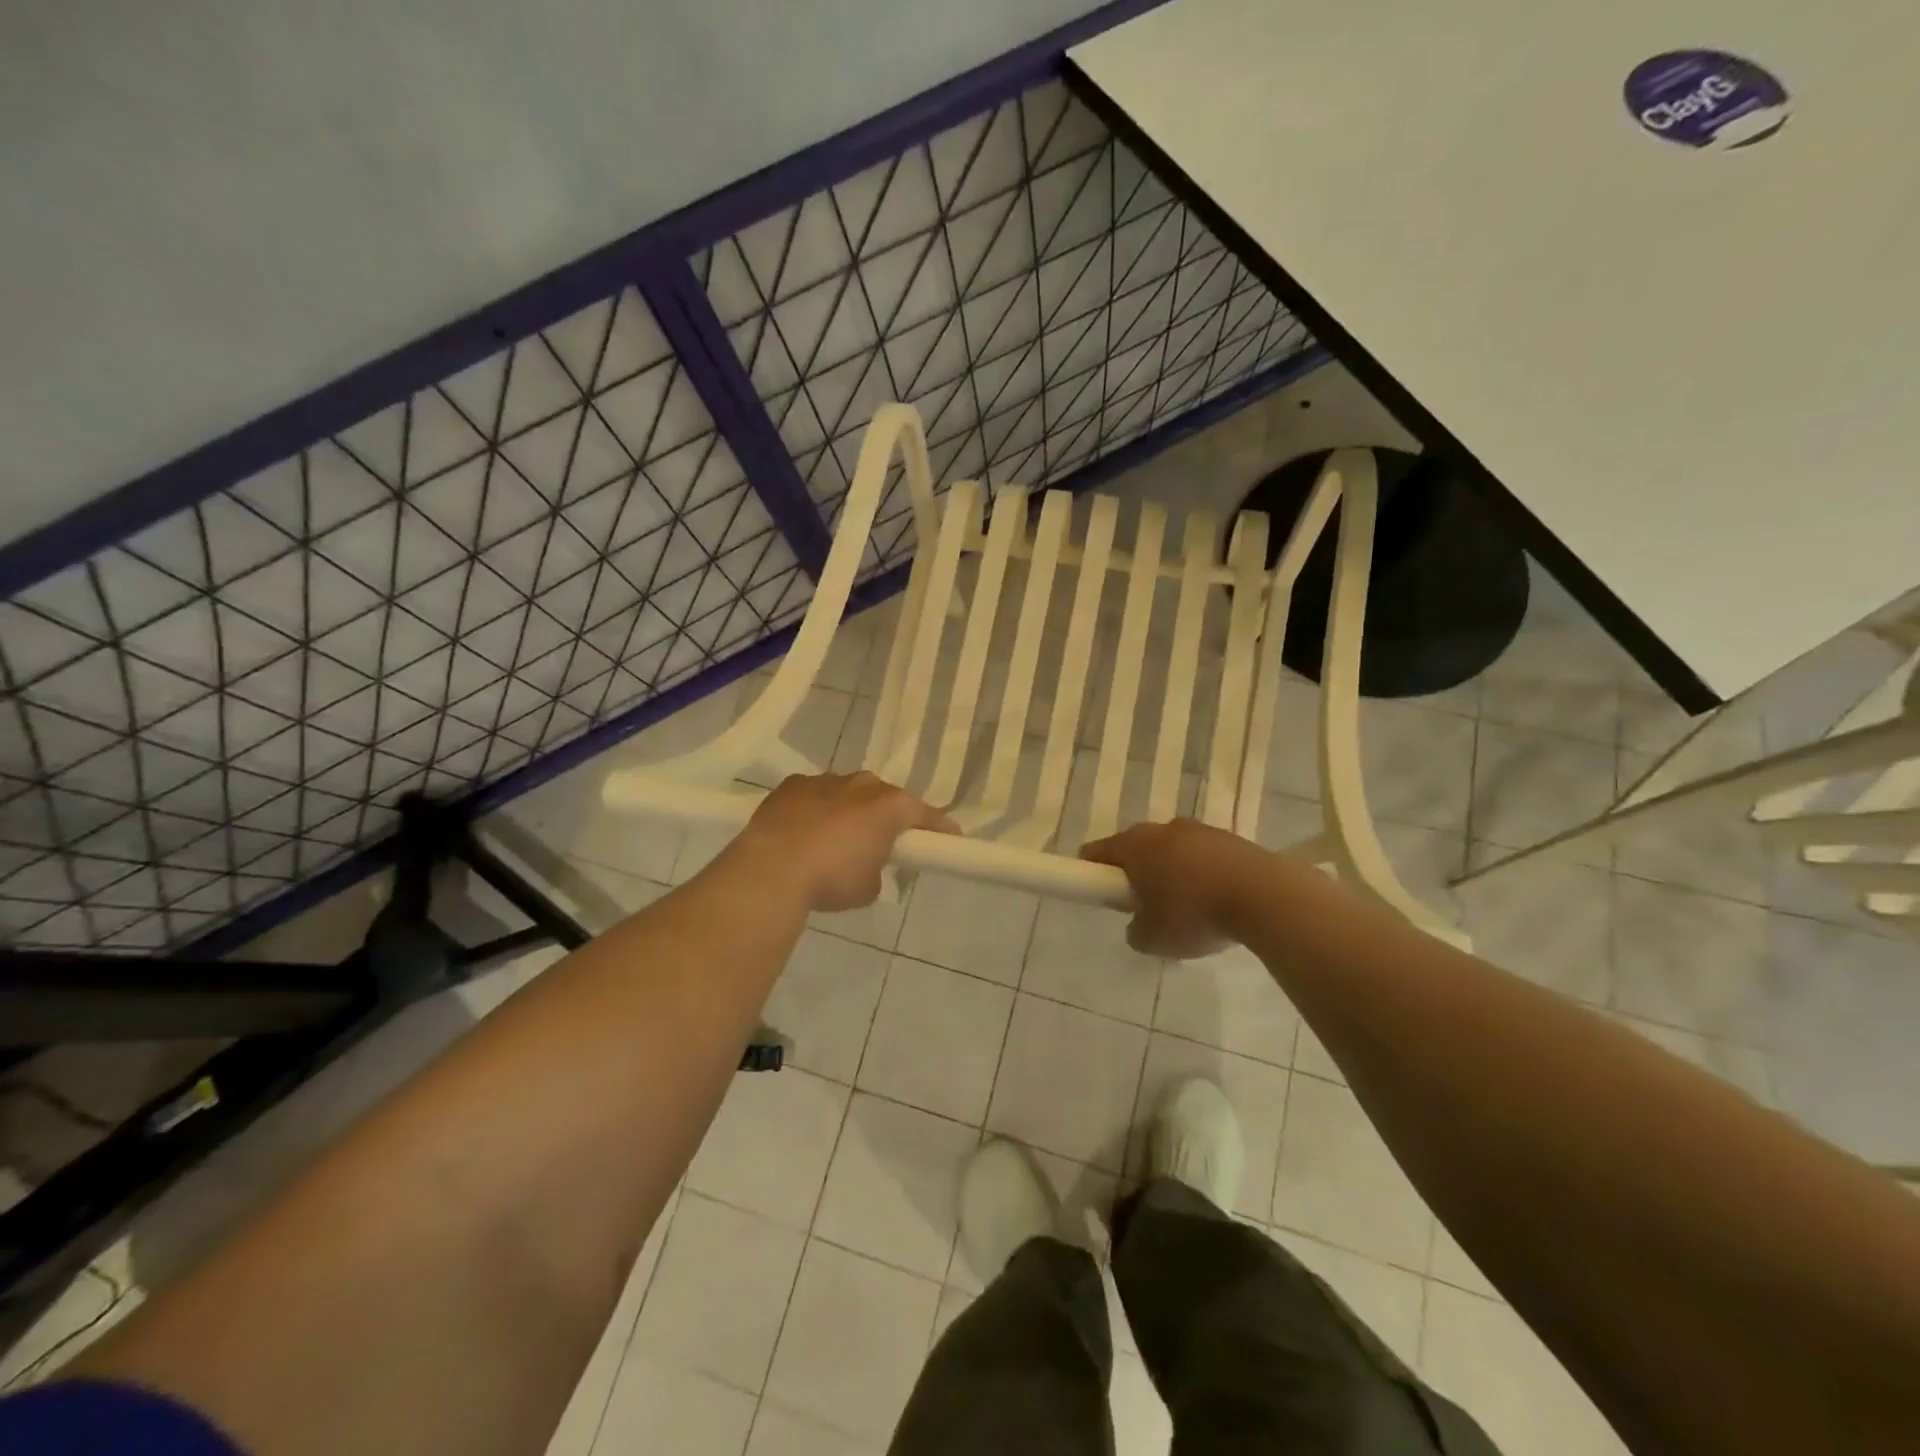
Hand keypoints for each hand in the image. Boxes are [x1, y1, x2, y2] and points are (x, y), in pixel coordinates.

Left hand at [738, 772, 955, 911]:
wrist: (772, 869)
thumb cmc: (832, 879)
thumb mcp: (869, 887)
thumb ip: (879, 869)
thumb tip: (870, 865)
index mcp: (890, 806)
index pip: (926, 814)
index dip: (939, 828)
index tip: (950, 838)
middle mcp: (863, 784)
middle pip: (885, 798)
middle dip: (887, 817)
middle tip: (883, 843)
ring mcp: (825, 780)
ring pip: (848, 793)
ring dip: (849, 811)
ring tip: (837, 839)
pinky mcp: (793, 785)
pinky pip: (815, 796)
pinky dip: (816, 810)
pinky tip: (805, 832)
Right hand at [1081, 819, 1265, 958]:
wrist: (1265, 898)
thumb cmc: (1195, 914)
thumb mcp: (1152, 938)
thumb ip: (1135, 930)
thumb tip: (1139, 924)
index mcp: (1135, 845)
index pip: (1096, 852)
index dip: (1091, 872)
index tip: (1100, 894)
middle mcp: (1163, 829)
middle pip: (1136, 848)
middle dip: (1136, 873)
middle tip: (1144, 906)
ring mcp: (1200, 830)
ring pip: (1173, 850)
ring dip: (1172, 872)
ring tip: (1188, 908)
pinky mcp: (1231, 839)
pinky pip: (1204, 856)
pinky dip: (1203, 874)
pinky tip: (1216, 901)